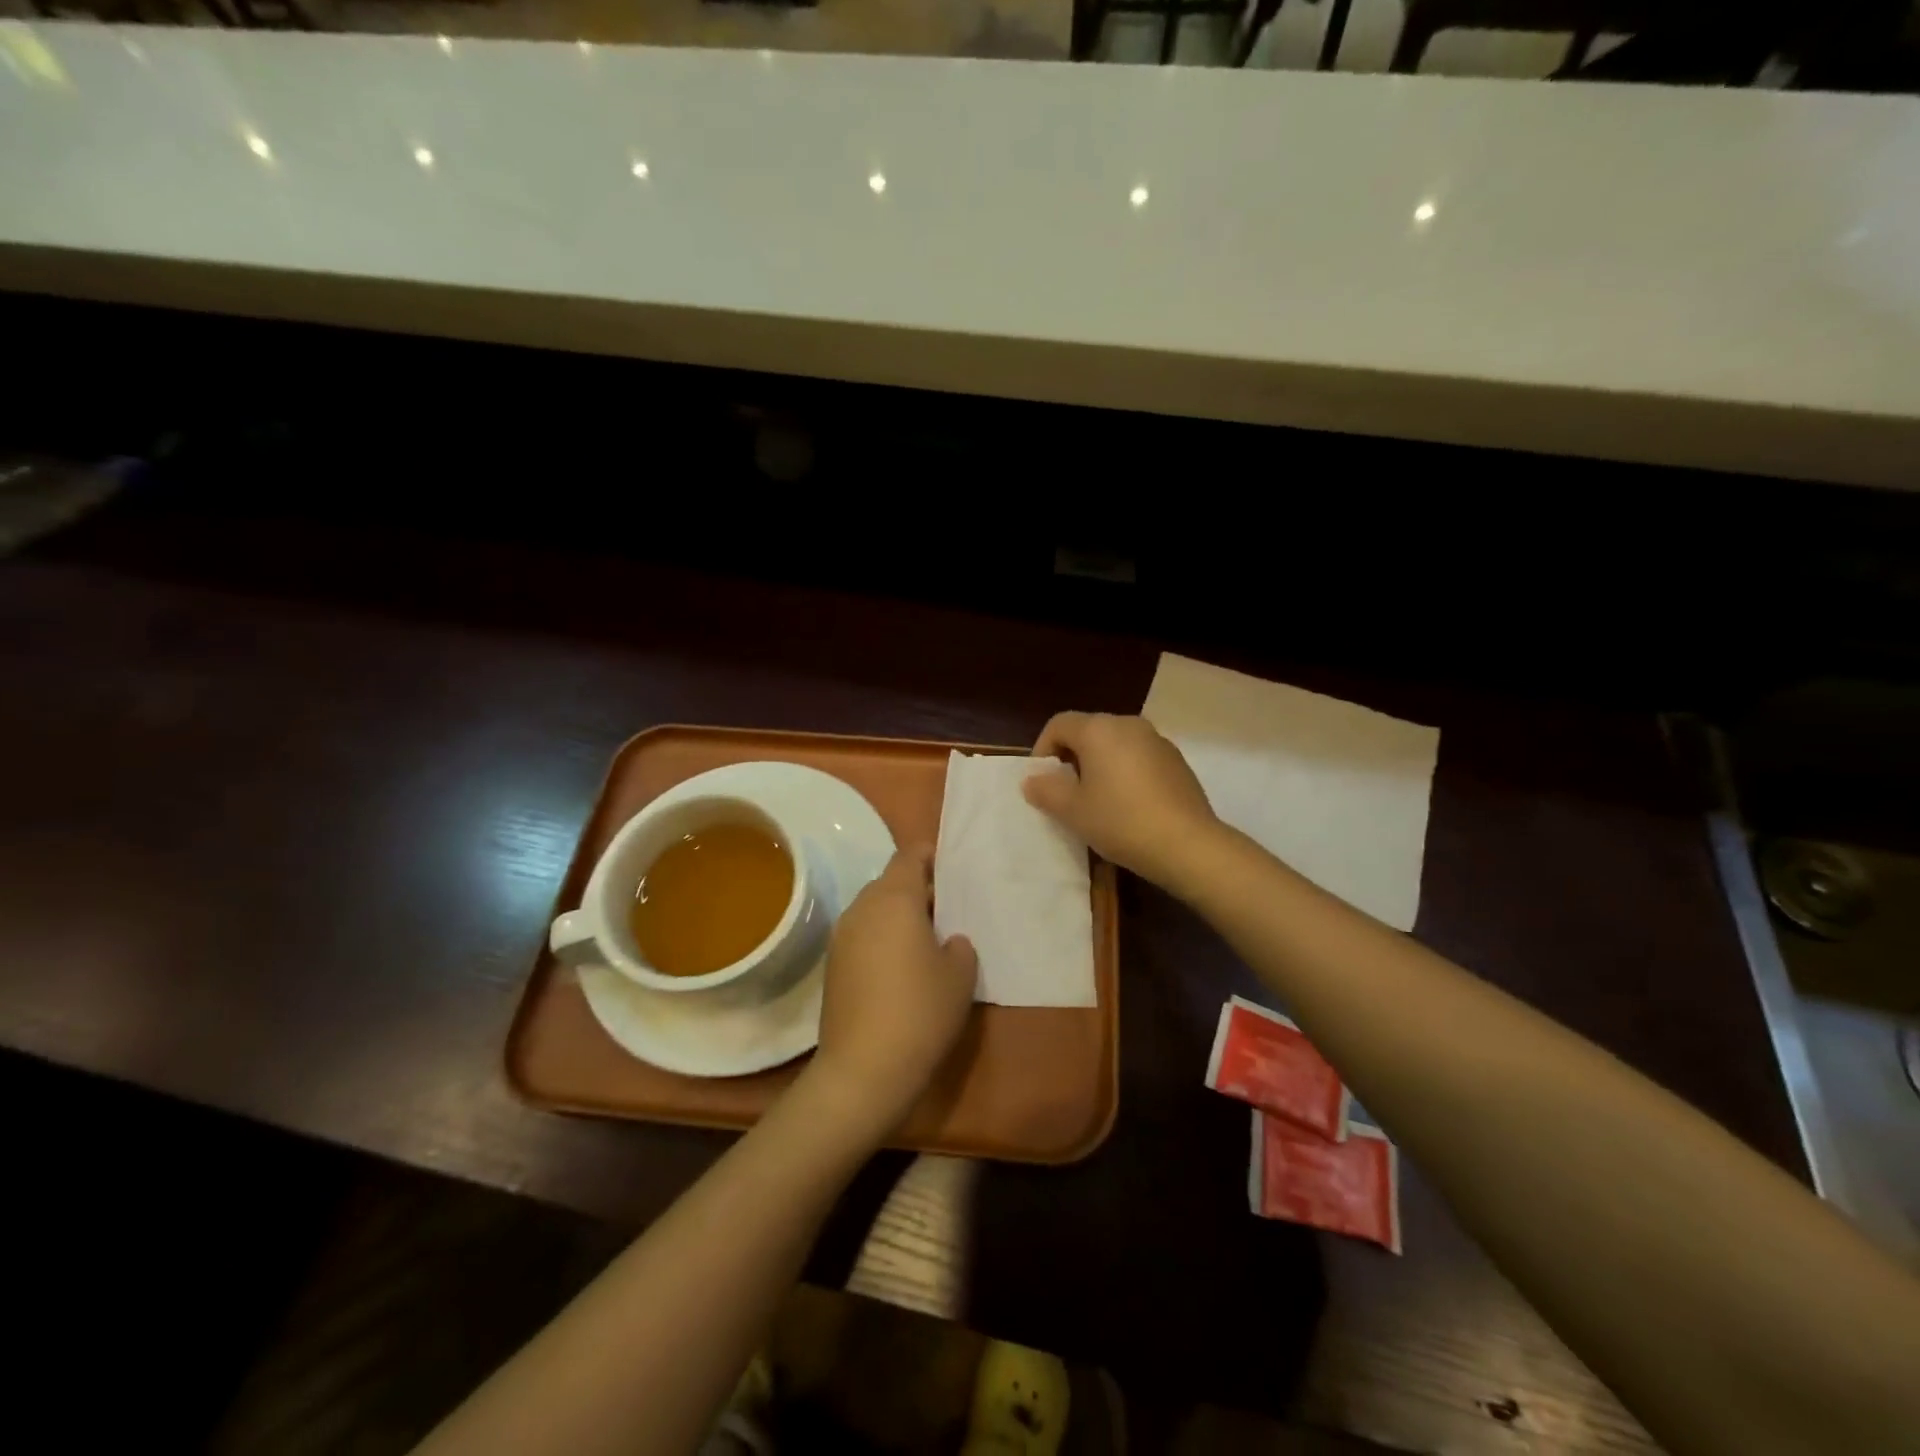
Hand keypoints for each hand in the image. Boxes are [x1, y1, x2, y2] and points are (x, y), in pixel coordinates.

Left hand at [806, 845, 977, 1135]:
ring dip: (897, 915)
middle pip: (890, 882)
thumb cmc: (920, 1011)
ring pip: (874, 909)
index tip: (950, 867)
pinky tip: (900, 969)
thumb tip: (947, 941)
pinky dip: (881, 939)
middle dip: (916, 888)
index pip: (909, 856)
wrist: (863, 1070)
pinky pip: (862, 935)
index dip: (930, 855)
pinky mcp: (832, 965)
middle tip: (946, 909)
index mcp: (894, 899)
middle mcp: (862, 908)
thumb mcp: (960, 976)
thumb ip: (959, 946)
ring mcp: (841, 937)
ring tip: (925, 940)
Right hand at [1022, 712, 1222, 890]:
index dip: (1042, 750)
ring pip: (1115, 745)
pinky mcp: (1177, 761)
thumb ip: (1046, 790)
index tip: (1042, 782)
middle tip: (1066, 793)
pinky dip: (1125, 773)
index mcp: (1099, 729)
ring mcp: (1157, 741)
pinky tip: (1128, 806)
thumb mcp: (1072, 810)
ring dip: (1099, 766)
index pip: (1059, 724)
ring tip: (1097, 801)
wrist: (1188, 845)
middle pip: (1088, 731)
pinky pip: (1138, 758)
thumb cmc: (1121, 821)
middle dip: (1071, 758)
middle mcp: (1129, 724)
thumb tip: (1033, 780)